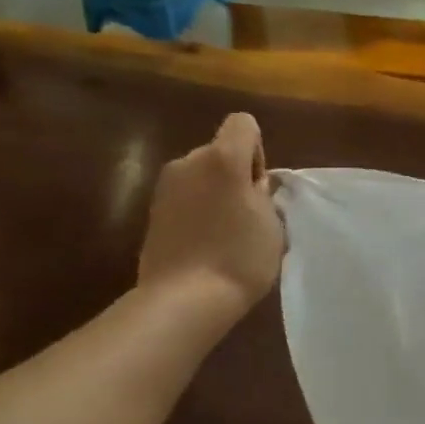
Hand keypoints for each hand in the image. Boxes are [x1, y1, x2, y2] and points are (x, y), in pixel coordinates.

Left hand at [137, 114, 284, 320]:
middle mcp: (189, 162)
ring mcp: (165, 186)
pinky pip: (185, 198)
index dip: (257, 150)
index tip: (258, 187)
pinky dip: (197, 211)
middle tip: (247, 215)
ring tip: (226, 233)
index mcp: (223, 159)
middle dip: (235, 174)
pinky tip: (205, 243)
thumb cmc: (240, 257)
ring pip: (201, 175)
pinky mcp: (152, 211)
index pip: (243, 123)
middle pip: (220, 151)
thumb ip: (263, 194)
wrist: (184, 299)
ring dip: (215, 193)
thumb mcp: (272, 223)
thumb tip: (252, 186)